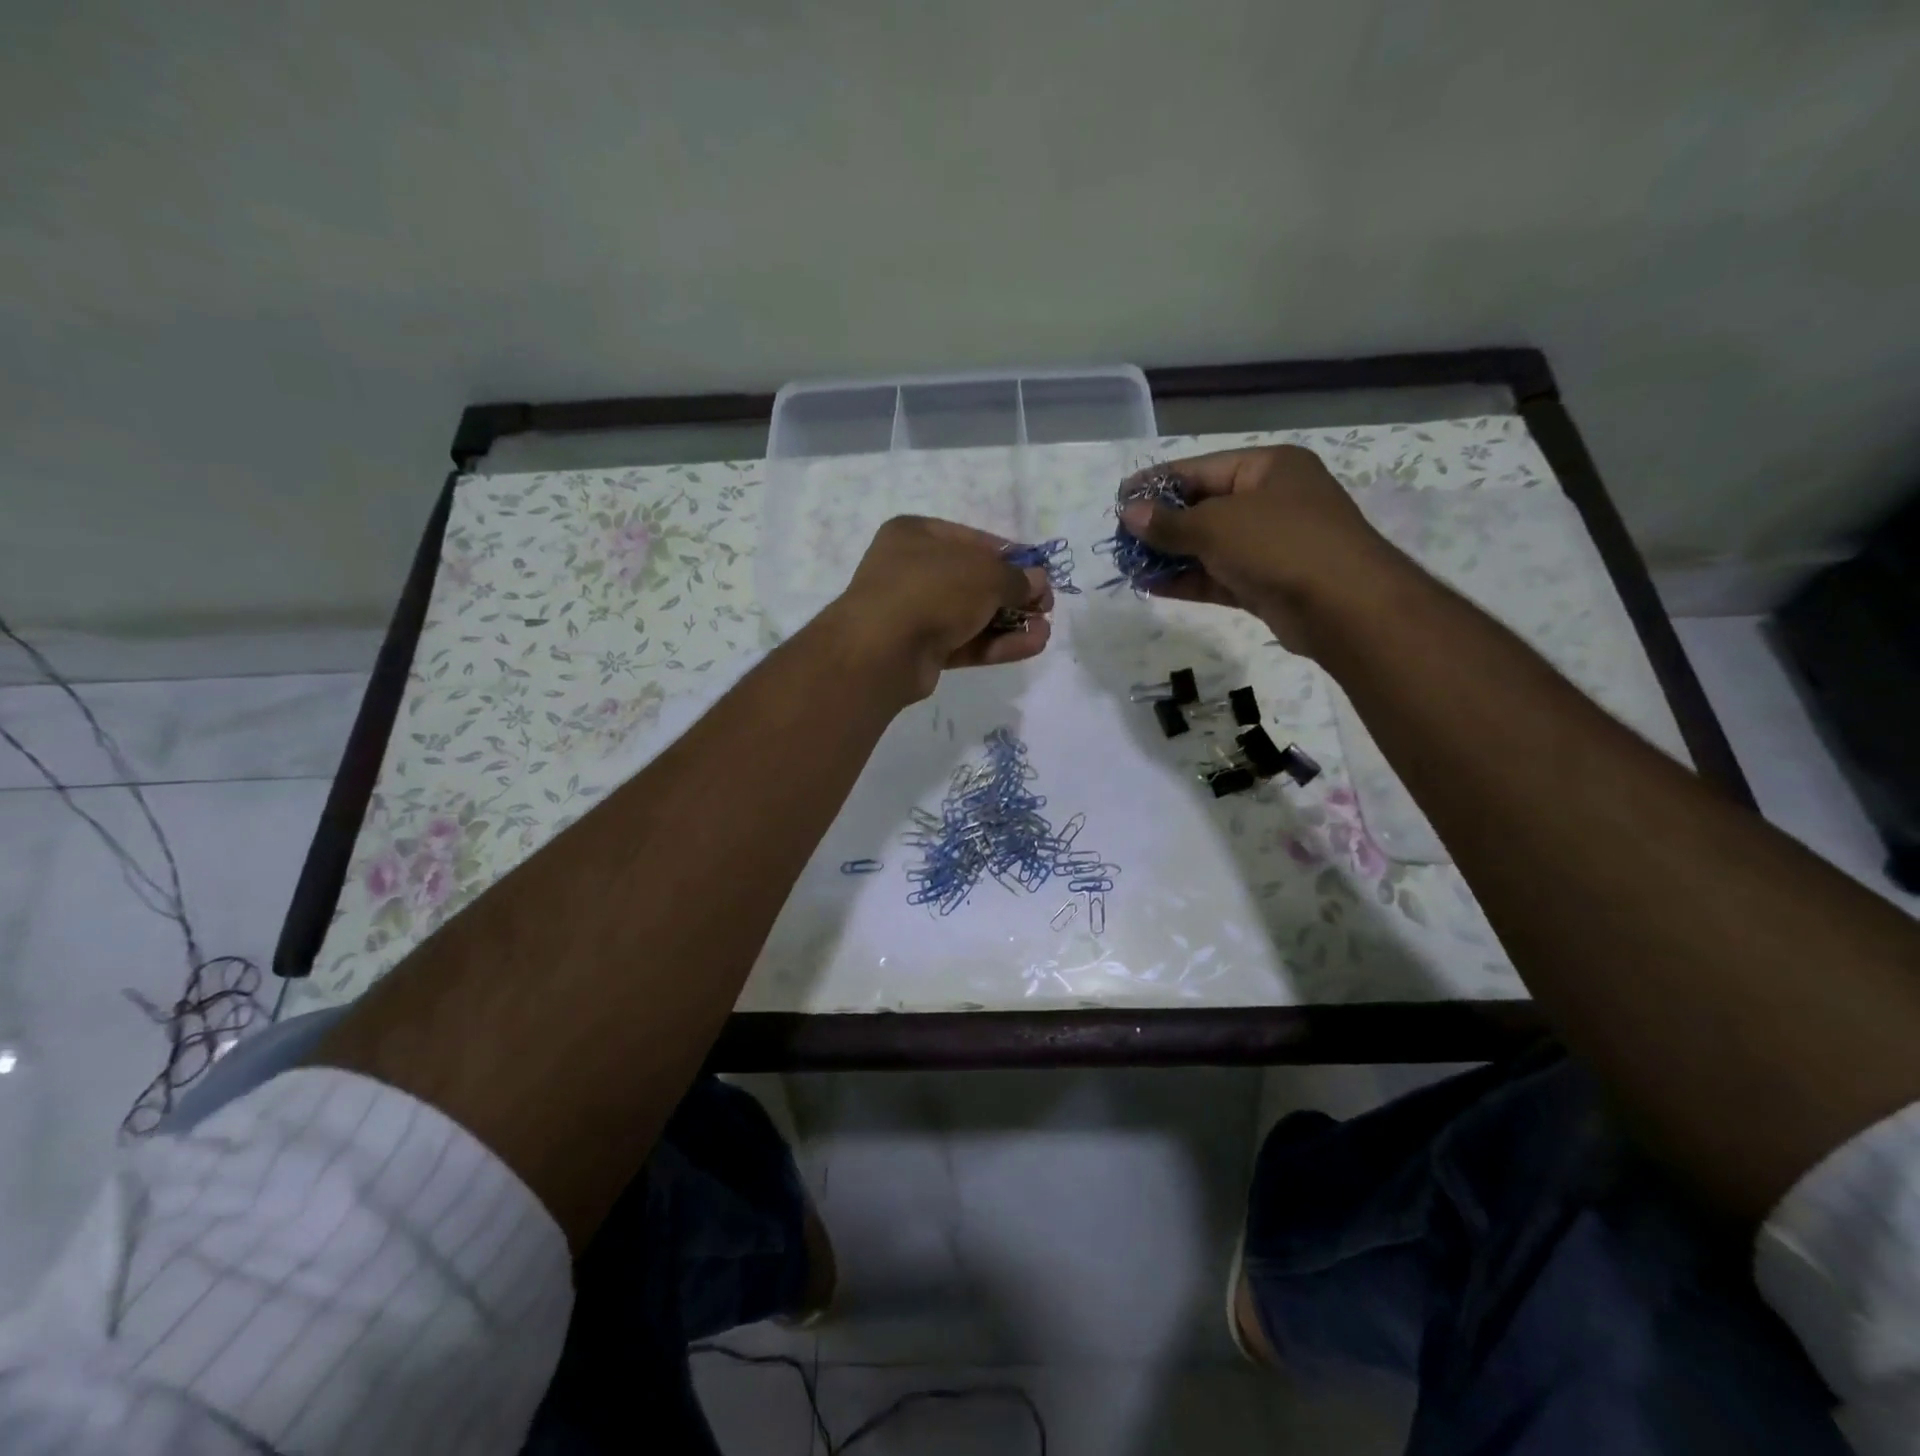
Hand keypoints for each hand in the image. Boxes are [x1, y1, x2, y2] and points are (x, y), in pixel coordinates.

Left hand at [827, 516, 1053, 699]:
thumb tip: (1037, 582)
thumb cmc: (932, 590)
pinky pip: (965, 642)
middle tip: (1046, 607)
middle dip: (1014, 595)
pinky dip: (996, 644)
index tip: (1041, 573)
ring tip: (1045, 632)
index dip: (1012, 557)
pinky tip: (1031, 646)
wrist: (882, 650)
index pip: (974, 541)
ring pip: (971, 615)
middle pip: (974, 581)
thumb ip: (1015, 578)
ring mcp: (914, 612)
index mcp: (916, 534)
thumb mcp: (984, 573)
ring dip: (1010, 623)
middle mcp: (912, 569)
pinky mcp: (921, 650)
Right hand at [1116, 446, 1407, 656]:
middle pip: (1204, 507)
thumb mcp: (1216, 526)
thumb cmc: (1280, 543)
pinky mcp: (1266, 582)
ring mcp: (1270, 544)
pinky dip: (1188, 580)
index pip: (1202, 469)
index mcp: (1268, 468)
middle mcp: (1271, 501)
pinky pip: (1218, 576)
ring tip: (1129, 565)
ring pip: (1209, 546)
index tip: (1120, 497)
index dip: (1158, 482)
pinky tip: (1152, 586)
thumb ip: (1169, 522)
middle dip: (1161, 524)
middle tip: (1121, 537)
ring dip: (1170, 556)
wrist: (1342, 606)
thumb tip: (1129, 514)